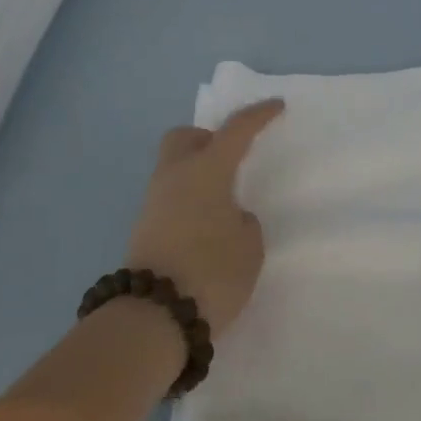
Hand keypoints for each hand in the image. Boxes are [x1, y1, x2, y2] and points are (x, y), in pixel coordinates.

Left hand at [123, 99, 283, 337]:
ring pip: (174, 168)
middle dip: (207, 139)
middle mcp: (175, 175)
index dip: (258, 115)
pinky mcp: (144, 227)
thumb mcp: (249, 246)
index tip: (276, 105)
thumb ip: (243, 221)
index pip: (236, 130)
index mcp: (205, 169)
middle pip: (185, 137)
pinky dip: (188, 199)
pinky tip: (205, 225)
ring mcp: (154, 201)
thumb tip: (228, 216)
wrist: (154, 316)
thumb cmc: (212, 271)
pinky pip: (170, 197)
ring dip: (197, 173)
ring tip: (222, 202)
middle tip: (230, 160)